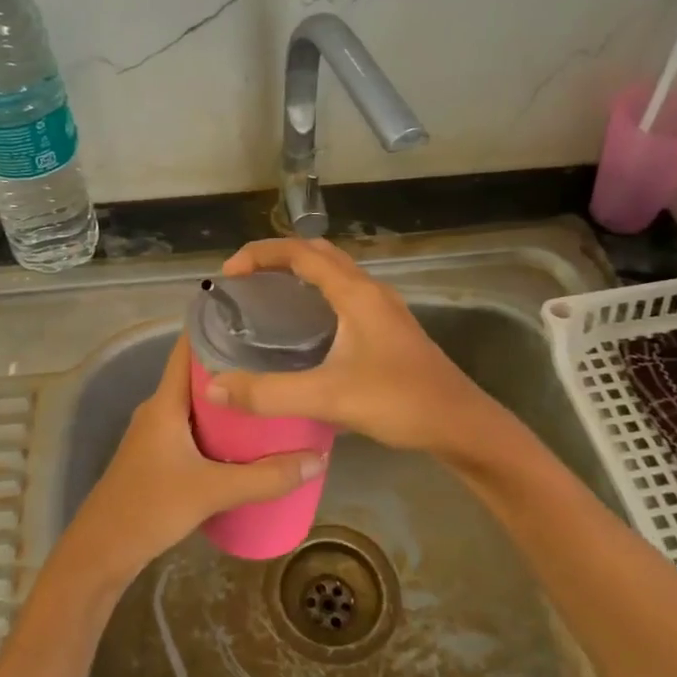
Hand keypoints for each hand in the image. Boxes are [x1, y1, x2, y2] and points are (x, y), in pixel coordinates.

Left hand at [59, 335, 324, 590]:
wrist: (102, 552)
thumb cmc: (150, 508)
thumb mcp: (213, 491)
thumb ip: (266, 478)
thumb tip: (318, 460)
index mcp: (165, 401)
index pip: (188, 347)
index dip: (218, 326)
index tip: (256, 315)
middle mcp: (159, 409)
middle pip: (200, 374)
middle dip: (238, 366)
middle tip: (281, 360)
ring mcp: (157, 433)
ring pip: (199, 404)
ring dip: (231, 399)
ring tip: (273, 394)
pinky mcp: (160, 456)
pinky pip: (196, 428)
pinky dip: (222, 426)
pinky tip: (249, 438)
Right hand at [207, 237, 500, 455]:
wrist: (460, 424)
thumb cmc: (398, 402)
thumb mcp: (328, 397)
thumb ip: (269, 393)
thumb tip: (215, 386)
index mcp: (355, 293)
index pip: (299, 252)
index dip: (260, 254)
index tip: (229, 274)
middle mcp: (370, 290)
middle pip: (318, 253)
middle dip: (277, 257)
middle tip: (245, 281)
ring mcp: (384, 309)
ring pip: (335, 273)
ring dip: (301, 273)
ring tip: (268, 297)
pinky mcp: (390, 329)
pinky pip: (346, 294)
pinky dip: (318, 294)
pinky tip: (307, 329)